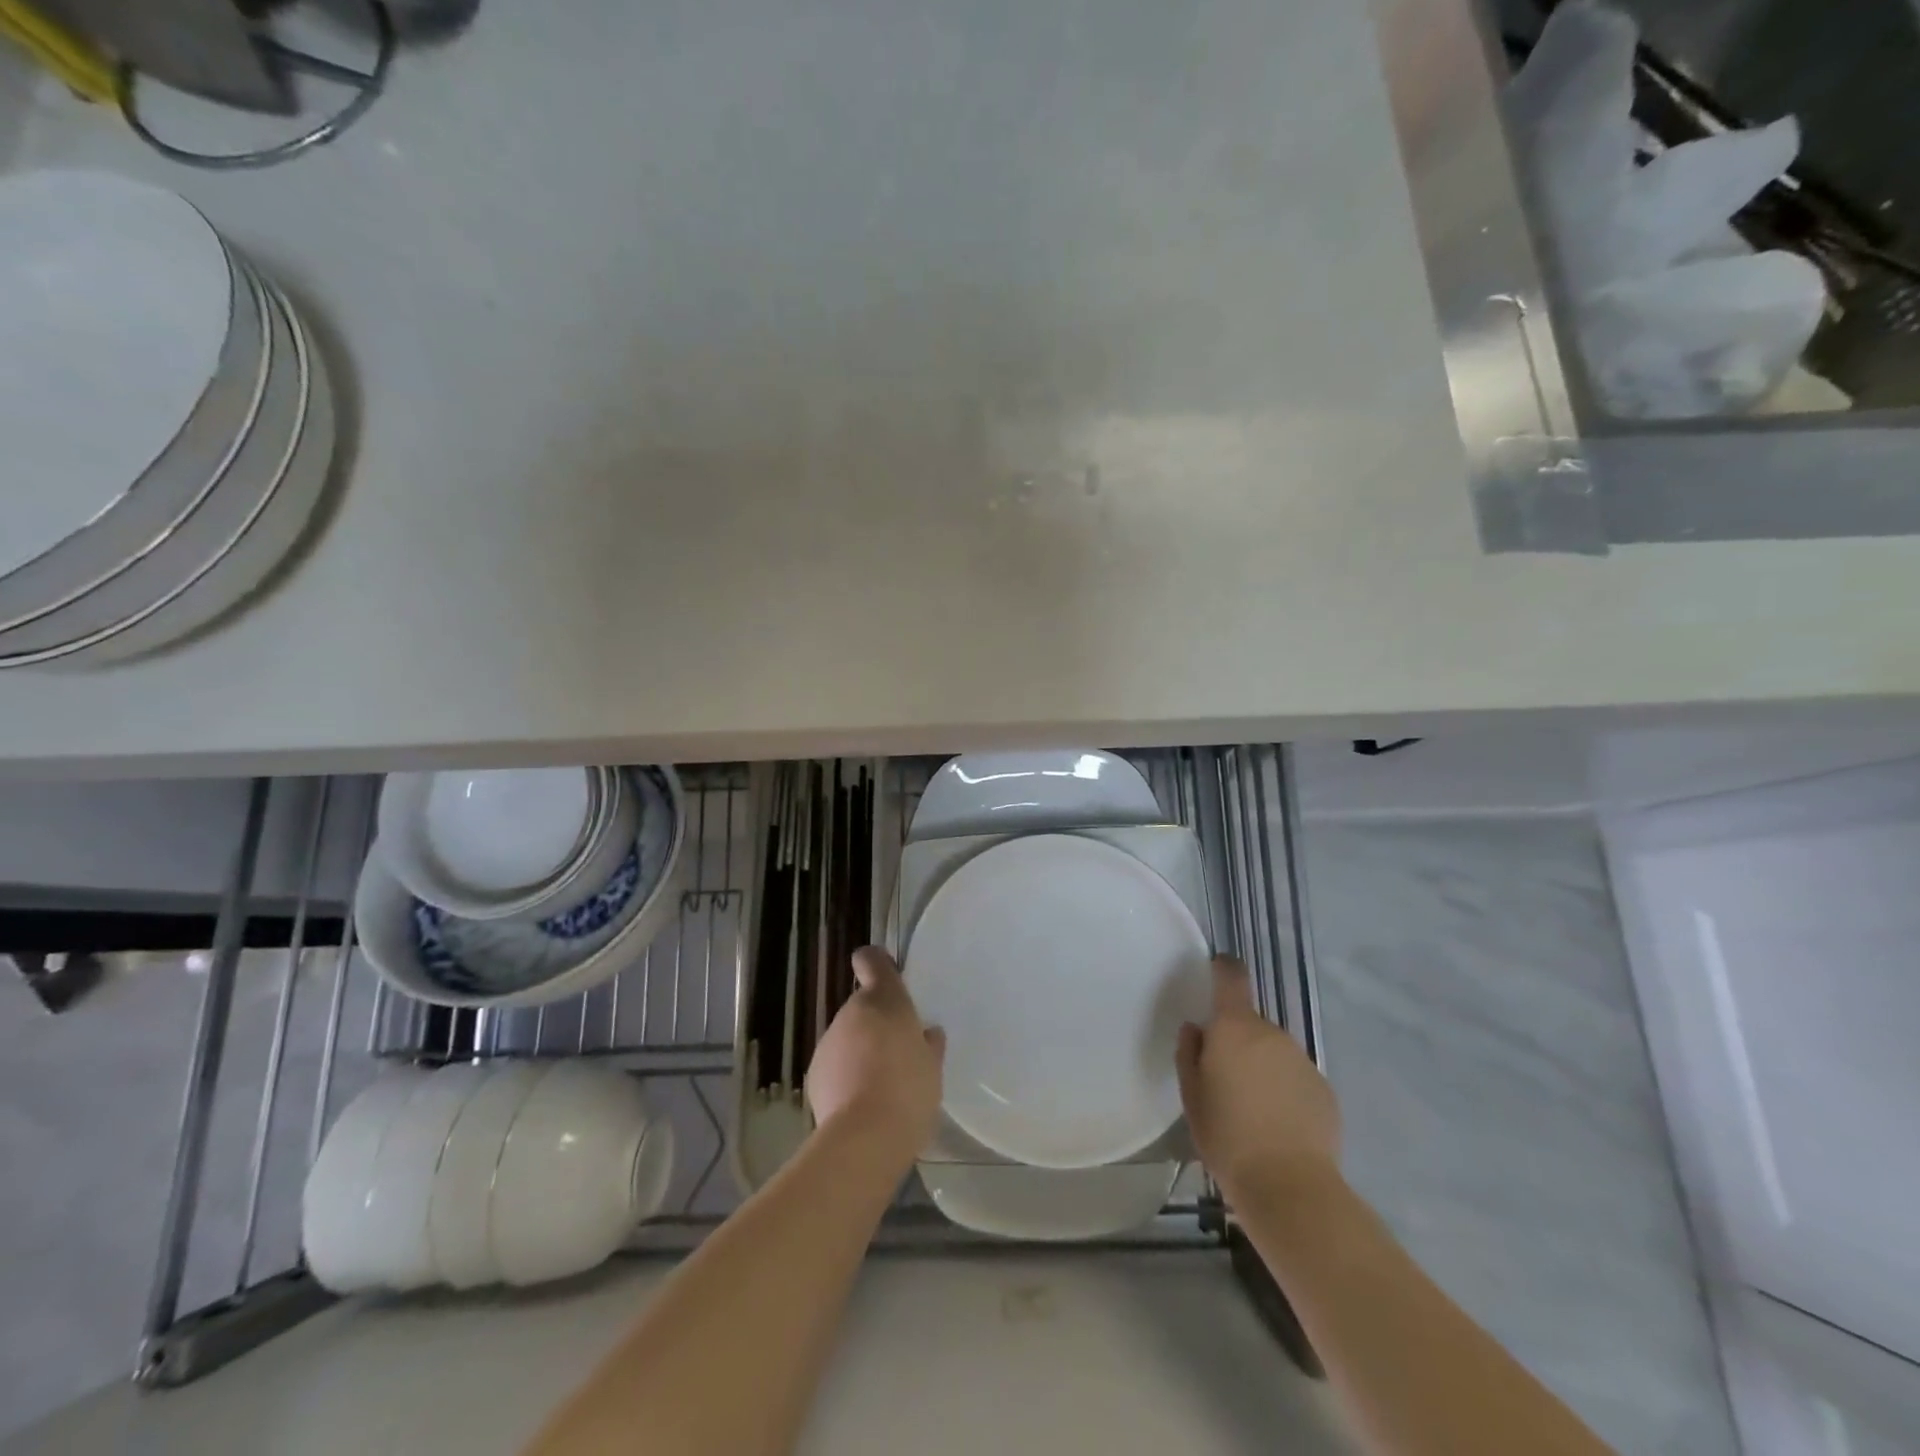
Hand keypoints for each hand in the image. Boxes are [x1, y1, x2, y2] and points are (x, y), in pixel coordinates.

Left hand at [806, 946, 945, 1166]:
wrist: (864, 1137)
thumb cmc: (909, 1091)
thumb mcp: (932, 1067)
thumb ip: (929, 1045)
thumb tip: (927, 1034)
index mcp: (884, 1000)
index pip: (871, 960)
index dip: (876, 965)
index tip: (887, 979)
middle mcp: (852, 1012)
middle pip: (863, 1007)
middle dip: (876, 1024)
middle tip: (897, 1051)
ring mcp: (829, 1041)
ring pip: (847, 1037)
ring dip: (860, 1050)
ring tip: (880, 1084)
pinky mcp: (814, 1073)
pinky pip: (835, 1065)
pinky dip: (845, 1075)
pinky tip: (861, 1103)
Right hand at [1176, 956, 1340, 1204]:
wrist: (1290, 1186)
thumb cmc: (1227, 1136)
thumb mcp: (1192, 1095)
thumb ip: (1189, 1054)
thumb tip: (1196, 1030)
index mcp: (1235, 1028)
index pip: (1232, 977)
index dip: (1223, 969)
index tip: (1215, 972)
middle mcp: (1272, 1034)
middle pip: (1251, 1022)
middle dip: (1238, 1040)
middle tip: (1224, 1077)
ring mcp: (1303, 1060)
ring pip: (1274, 1051)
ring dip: (1262, 1066)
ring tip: (1252, 1108)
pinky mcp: (1324, 1090)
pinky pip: (1295, 1077)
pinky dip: (1285, 1090)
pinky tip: (1278, 1125)